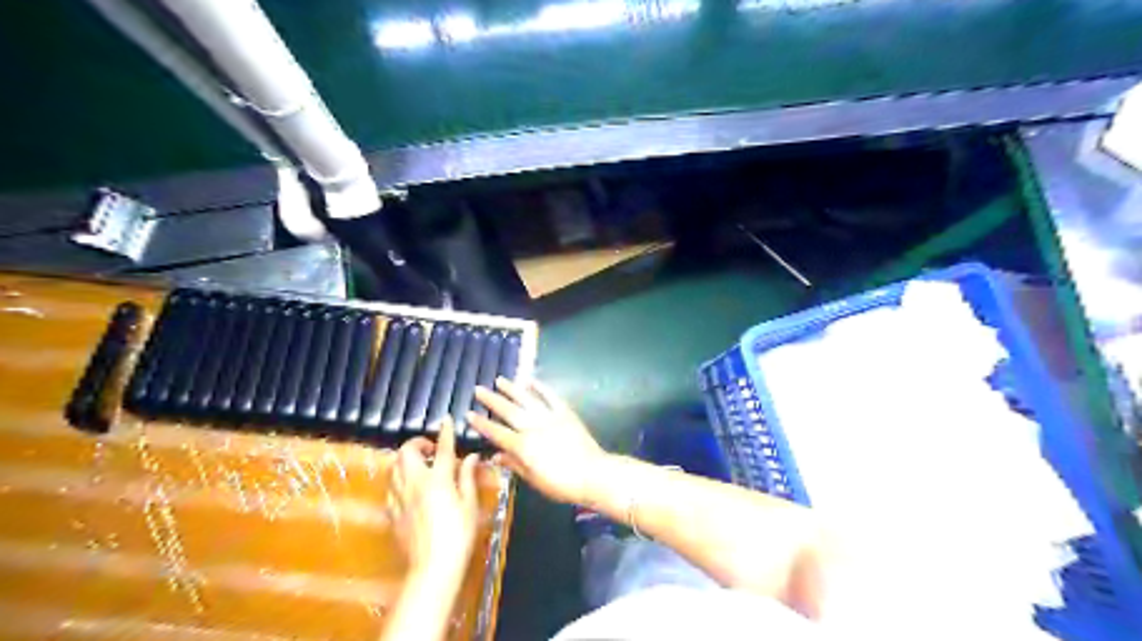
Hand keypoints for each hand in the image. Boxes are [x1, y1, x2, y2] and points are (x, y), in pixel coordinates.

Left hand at [390, 421, 478, 579]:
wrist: (433, 567)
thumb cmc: (458, 535)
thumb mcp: (469, 504)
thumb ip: (468, 477)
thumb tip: (471, 457)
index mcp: (438, 479)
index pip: (442, 448)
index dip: (446, 432)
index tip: (447, 420)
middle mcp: (415, 483)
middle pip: (406, 452)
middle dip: (416, 443)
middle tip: (431, 449)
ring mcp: (400, 498)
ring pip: (395, 468)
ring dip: (406, 460)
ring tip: (421, 466)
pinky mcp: (393, 513)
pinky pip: (391, 487)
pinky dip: (400, 479)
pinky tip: (411, 487)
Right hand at [468, 380, 605, 504]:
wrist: (593, 474)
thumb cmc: (561, 483)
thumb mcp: (534, 480)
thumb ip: (514, 465)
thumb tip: (496, 455)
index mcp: (523, 446)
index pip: (497, 433)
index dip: (482, 424)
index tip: (469, 414)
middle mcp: (533, 427)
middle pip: (509, 411)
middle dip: (492, 400)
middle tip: (478, 389)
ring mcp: (550, 417)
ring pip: (527, 400)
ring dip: (512, 389)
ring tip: (499, 380)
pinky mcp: (565, 413)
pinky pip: (550, 397)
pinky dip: (540, 388)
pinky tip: (530, 381)